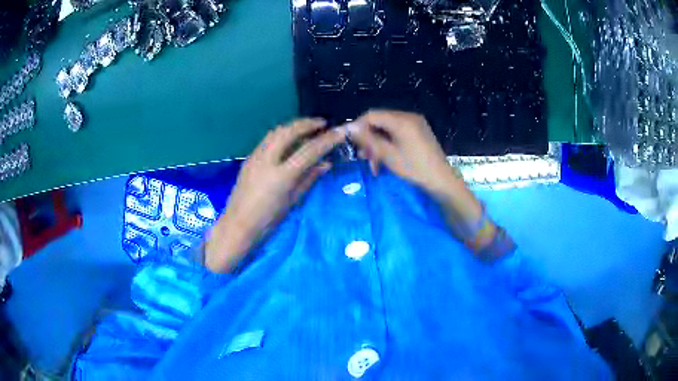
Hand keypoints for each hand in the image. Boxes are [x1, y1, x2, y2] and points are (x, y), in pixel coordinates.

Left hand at [205, 118, 345, 272]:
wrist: (237, 225)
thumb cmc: (267, 220)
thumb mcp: (292, 201)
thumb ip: (309, 179)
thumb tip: (326, 163)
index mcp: (282, 175)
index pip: (309, 151)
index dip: (327, 140)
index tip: (340, 132)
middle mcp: (267, 160)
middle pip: (289, 131)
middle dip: (307, 123)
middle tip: (322, 123)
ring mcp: (256, 157)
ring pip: (276, 132)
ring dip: (293, 126)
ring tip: (306, 128)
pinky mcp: (249, 159)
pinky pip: (267, 140)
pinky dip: (281, 134)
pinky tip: (288, 140)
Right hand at [347, 110, 458, 194]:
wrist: (442, 180)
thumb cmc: (415, 168)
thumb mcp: (388, 155)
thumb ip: (368, 139)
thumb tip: (349, 127)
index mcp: (402, 120)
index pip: (372, 115)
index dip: (358, 126)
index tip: (349, 142)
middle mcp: (408, 116)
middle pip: (380, 121)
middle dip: (369, 139)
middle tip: (362, 157)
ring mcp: (415, 123)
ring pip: (387, 129)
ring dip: (378, 144)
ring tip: (373, 163)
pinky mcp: (418, 131)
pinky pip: (397, 132)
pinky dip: (389, 144)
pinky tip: (385, 159)